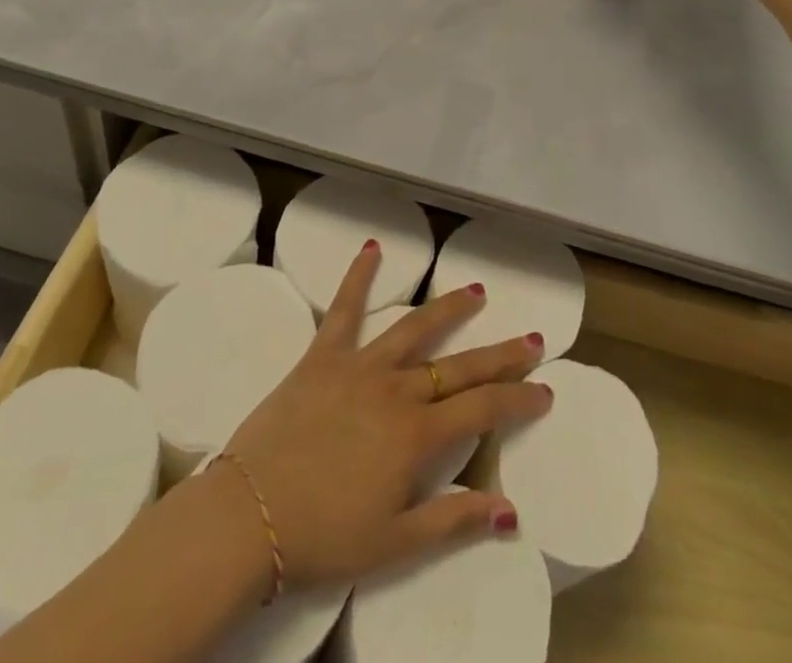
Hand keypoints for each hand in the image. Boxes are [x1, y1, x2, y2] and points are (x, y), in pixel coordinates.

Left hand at [217, 243, 551, 591]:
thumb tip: (510, 511)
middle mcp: (395, 389)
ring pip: (414, 327)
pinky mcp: (322, 355)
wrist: (247, 517)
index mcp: (416, 434)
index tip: (544, 390)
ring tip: (476, 290)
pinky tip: (372, 248)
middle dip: (500, 354)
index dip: (517, 399)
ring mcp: (359, 365)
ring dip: (448, 308)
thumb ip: (454, 520)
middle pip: (458, 365)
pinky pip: (344, 309)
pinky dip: (358, 276)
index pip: (482, 409)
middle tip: (532, 339)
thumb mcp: (395, 543)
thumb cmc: (323, 536)